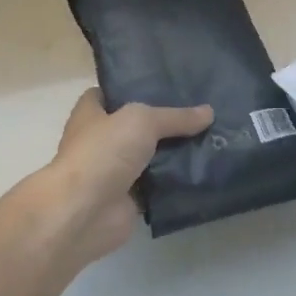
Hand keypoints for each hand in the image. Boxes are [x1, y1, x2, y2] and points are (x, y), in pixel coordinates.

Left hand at [41, 89, 212, 267]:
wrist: (84, 212)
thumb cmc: (103, 153)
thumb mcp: (142, 121)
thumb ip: (175, 117)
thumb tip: (209, 112)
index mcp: (91, 115)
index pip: (110, 93)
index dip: (132, 86)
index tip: (165, 83)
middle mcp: (101, 142)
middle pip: (136, 127)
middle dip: (164, 122)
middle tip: (200, 112)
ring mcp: (115, 172)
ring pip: (150, 157)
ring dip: (174, 153)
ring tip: (211, 138)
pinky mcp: (129, 199)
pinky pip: (158, 186)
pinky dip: (176, 182)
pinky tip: (203, 171)